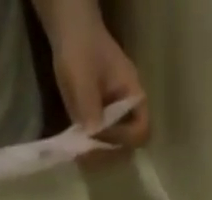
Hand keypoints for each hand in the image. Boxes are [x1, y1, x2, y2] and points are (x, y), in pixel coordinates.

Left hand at [49, 16, 150, 148]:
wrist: (70, 34)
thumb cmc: (81, 49)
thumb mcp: (83, 75)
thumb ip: (89, 104)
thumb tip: (93, 134)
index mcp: (133, 96)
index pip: (141, 130)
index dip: (123, 139)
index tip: (101, 134)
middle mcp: (129, 111)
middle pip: (129, 145)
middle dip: (109, 151)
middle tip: (88, 151)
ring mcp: (116, 118)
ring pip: (115, 148)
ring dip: (99, 154)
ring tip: (80, 151)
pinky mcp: (103, 123)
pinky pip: (102, 143)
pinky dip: (92, 149)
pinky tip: (78, 147)